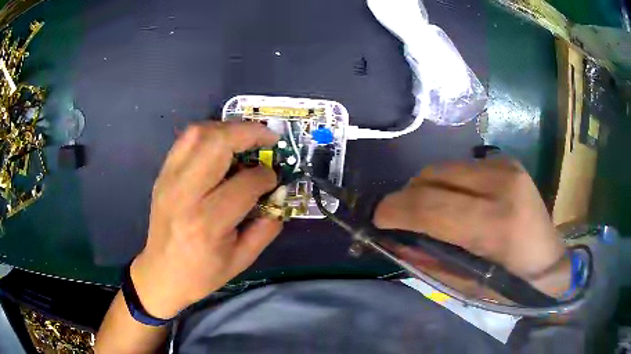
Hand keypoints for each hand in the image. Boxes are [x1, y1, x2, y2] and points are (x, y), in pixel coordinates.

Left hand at [130, 122, 281, 318]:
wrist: (161, 273)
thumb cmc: (202, 273)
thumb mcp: (242, 260)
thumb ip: (267, 227)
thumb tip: (278, 194)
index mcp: (207, 223)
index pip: (245, 183)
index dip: (267, 176)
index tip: (274, 179)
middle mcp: (185, 194)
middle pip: (218, 144)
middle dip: (249, 133)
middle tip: (268, 137)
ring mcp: (169, 180)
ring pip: (199, 134)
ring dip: (228, 128)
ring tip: (246, 136)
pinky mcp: (162, 175)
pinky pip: (185, 140)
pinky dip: (208, 133)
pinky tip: (221, 144)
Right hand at [374, 158, 570, 296]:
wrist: (549, 260)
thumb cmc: (511, 284)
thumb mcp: (467, 285)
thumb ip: (430, 261)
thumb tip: (396, 241)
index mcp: (497, 223)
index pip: (431, 206)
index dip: (396, 210)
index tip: (378, 218)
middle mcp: (502, 184)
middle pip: (433, 176)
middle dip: (406, 196)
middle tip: (398, 216)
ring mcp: (505, 166)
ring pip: (444, 167)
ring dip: (425, 187)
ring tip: (425, 209)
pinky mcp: (506, 161)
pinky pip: (460, 167)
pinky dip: (446, 182)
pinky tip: (452, 200)